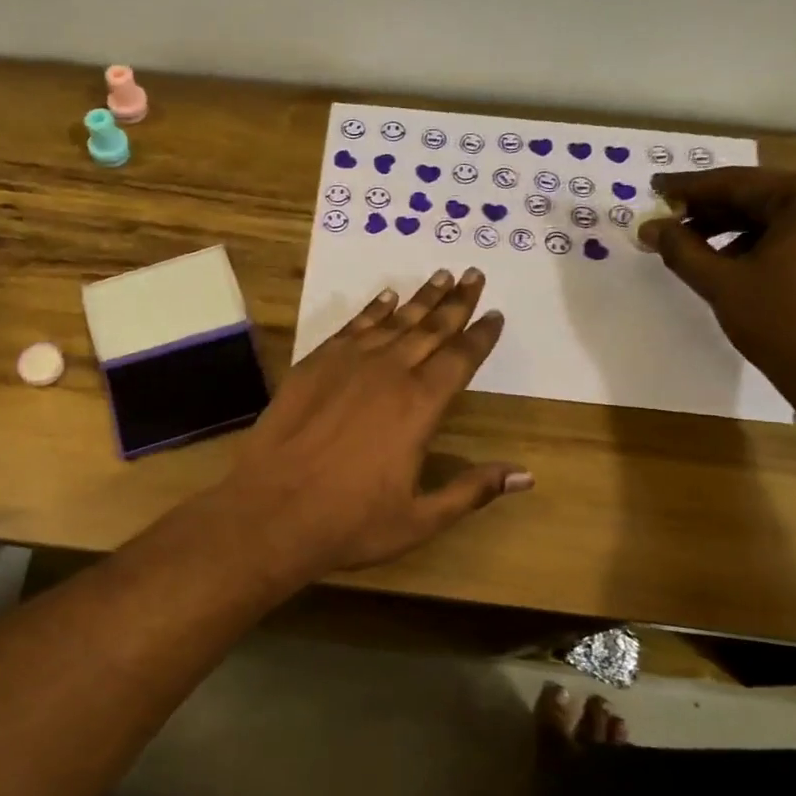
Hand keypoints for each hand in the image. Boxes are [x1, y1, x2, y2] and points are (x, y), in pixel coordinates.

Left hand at [213, 268, 530, 584]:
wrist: (270, 510)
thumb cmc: (349, 521)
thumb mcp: (419, 519)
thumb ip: (471, 491)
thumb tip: (525, 476)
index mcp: (419, 406)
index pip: (460, 359)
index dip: (480, 335)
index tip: (495, 314)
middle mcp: (388, 373)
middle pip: (430, 329)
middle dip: (456, 302)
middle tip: (473, 274)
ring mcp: (347, 364)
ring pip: (393, 321)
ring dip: (419, 299)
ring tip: (440, 276)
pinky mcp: (314, 364)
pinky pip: (352, 327)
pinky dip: (372, 310)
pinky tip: (386, 298)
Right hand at [641, 168, 795, 401]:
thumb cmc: (784, 323)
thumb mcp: (722, 284)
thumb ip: (681, 249)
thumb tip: (649, 227)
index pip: (737, 183)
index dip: (689, 188)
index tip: (654, 188)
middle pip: (760, 196)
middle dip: (710, 210)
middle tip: (667, 219)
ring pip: (779, 214)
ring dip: (733, 228)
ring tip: (691, 245)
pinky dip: (763, 241)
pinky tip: (730, 260)